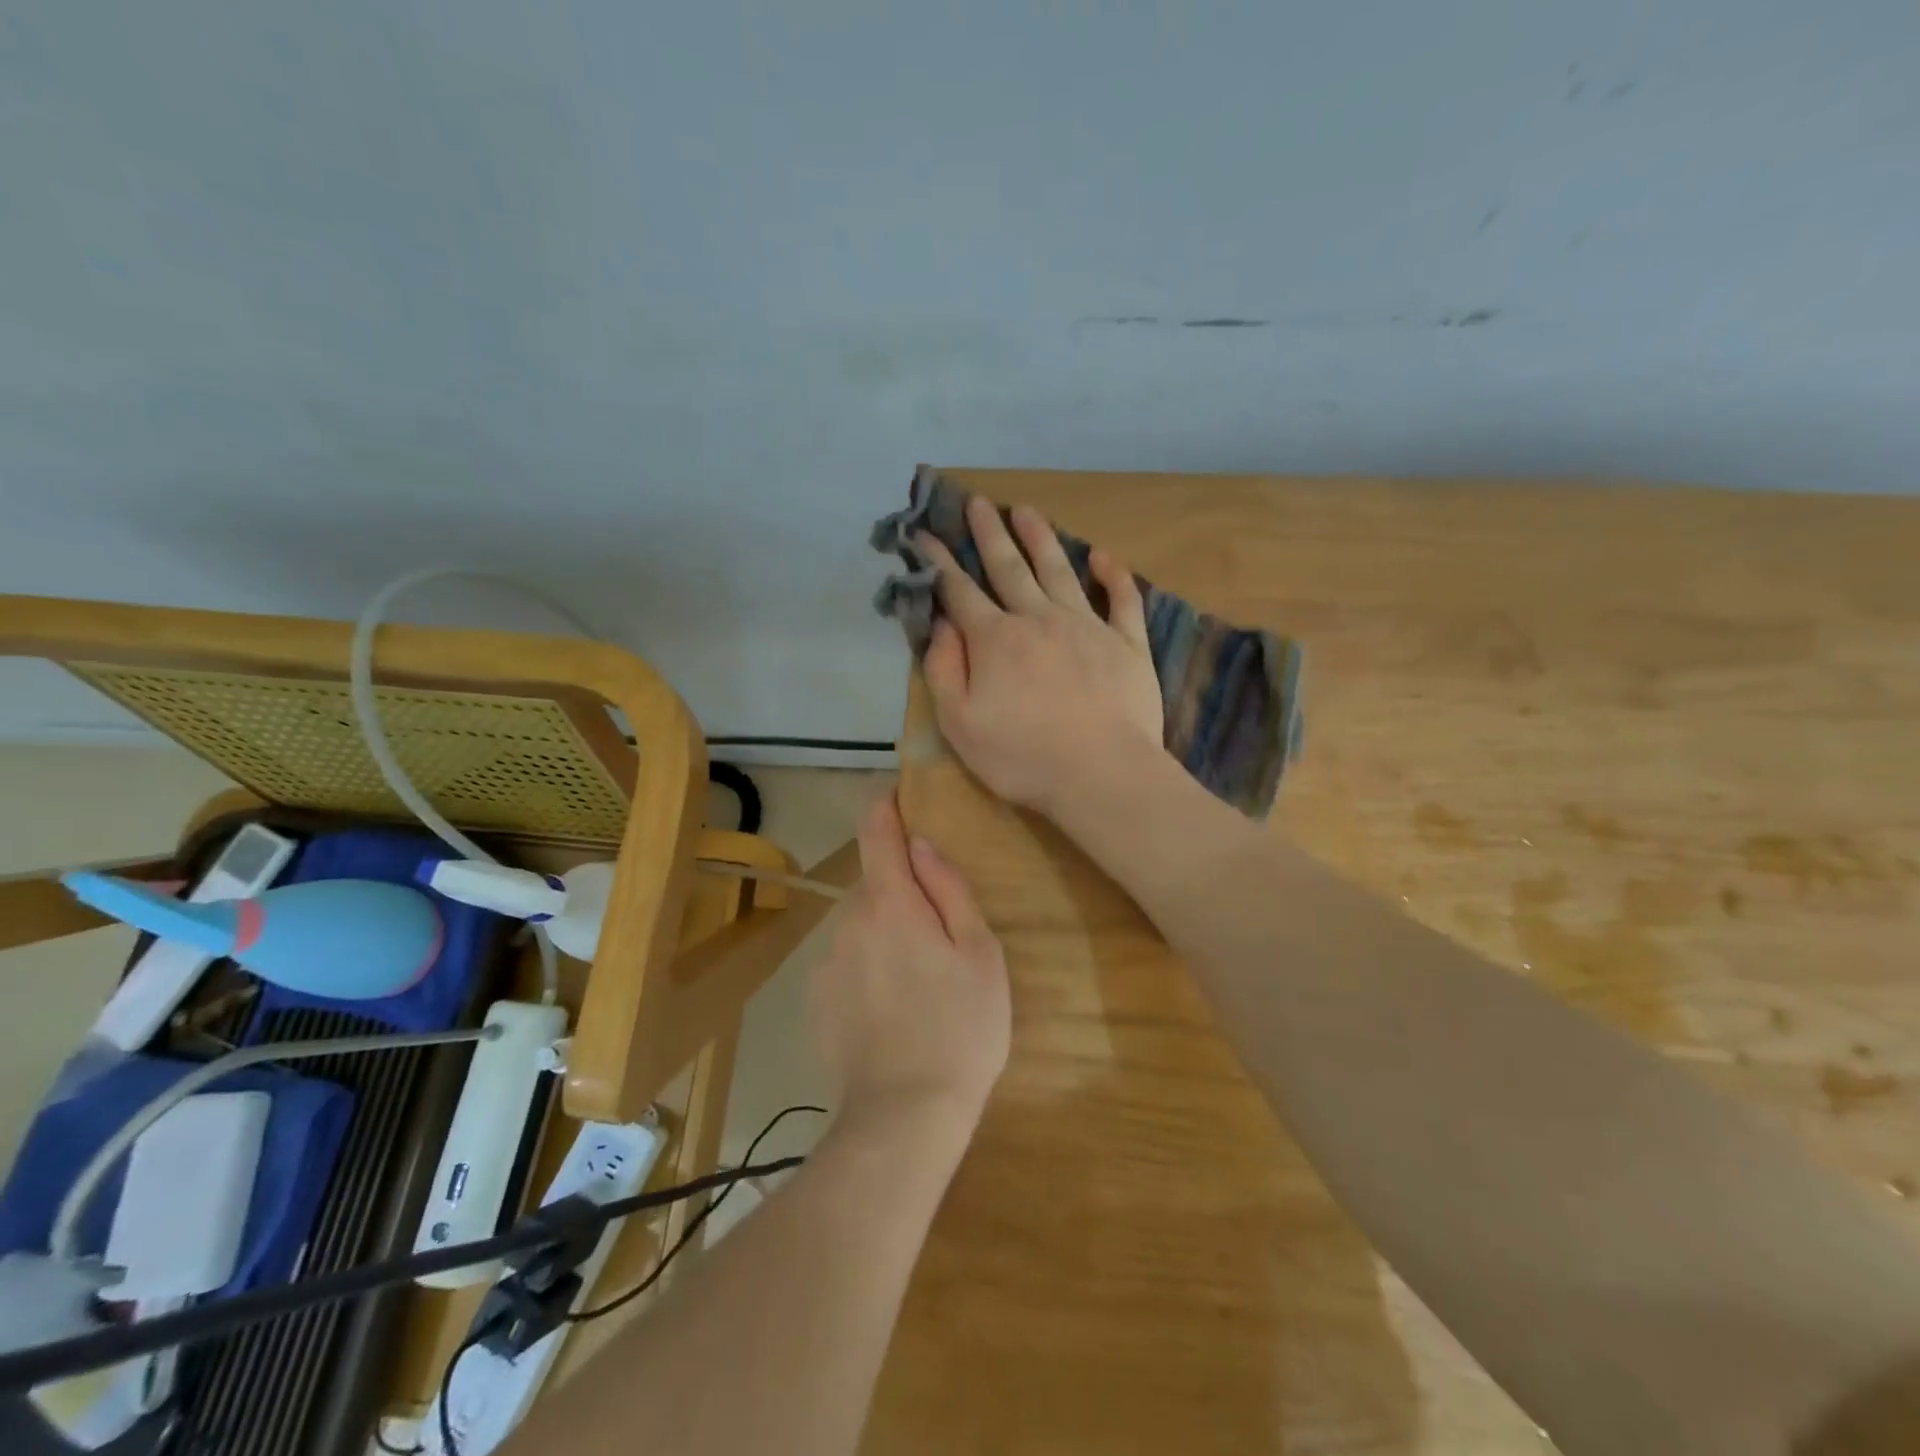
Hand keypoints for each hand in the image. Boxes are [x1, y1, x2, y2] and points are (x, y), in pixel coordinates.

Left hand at [811, 793, 1009, 1130]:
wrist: (904, 1116)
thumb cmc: (960, 1028)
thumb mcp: (980, 953)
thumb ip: (949, 889)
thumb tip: (921, 844)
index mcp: (890, 902)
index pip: (876, 830)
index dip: (886, 805)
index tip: (898, 794)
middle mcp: (848, 920)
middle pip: (874, 882)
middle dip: (901, 889)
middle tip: (940, 929)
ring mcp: (827, 961)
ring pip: (861, 923)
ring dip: (886, 930)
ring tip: (921, 978)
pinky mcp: (817, 998)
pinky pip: (848, 960)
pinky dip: (869, 965)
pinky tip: (894, 1008)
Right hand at [916, 497, 1165, 816]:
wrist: (1101, 774)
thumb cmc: (1022, 757)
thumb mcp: (959, 723)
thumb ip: (943, 669)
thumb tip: (939, 624)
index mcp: (995, 640)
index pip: (960, 591)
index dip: (939, 561)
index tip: (925, 534)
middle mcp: (1038, 619)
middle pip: (1009, 568)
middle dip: (989, 534)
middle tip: (978, 503)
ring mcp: (1087, 627)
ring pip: (1059, 571)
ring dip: (1041, 538)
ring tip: (1026, 510)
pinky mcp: (1127, 643)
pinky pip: (1122, 600)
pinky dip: (1113, 575)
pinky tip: (1104, 557)